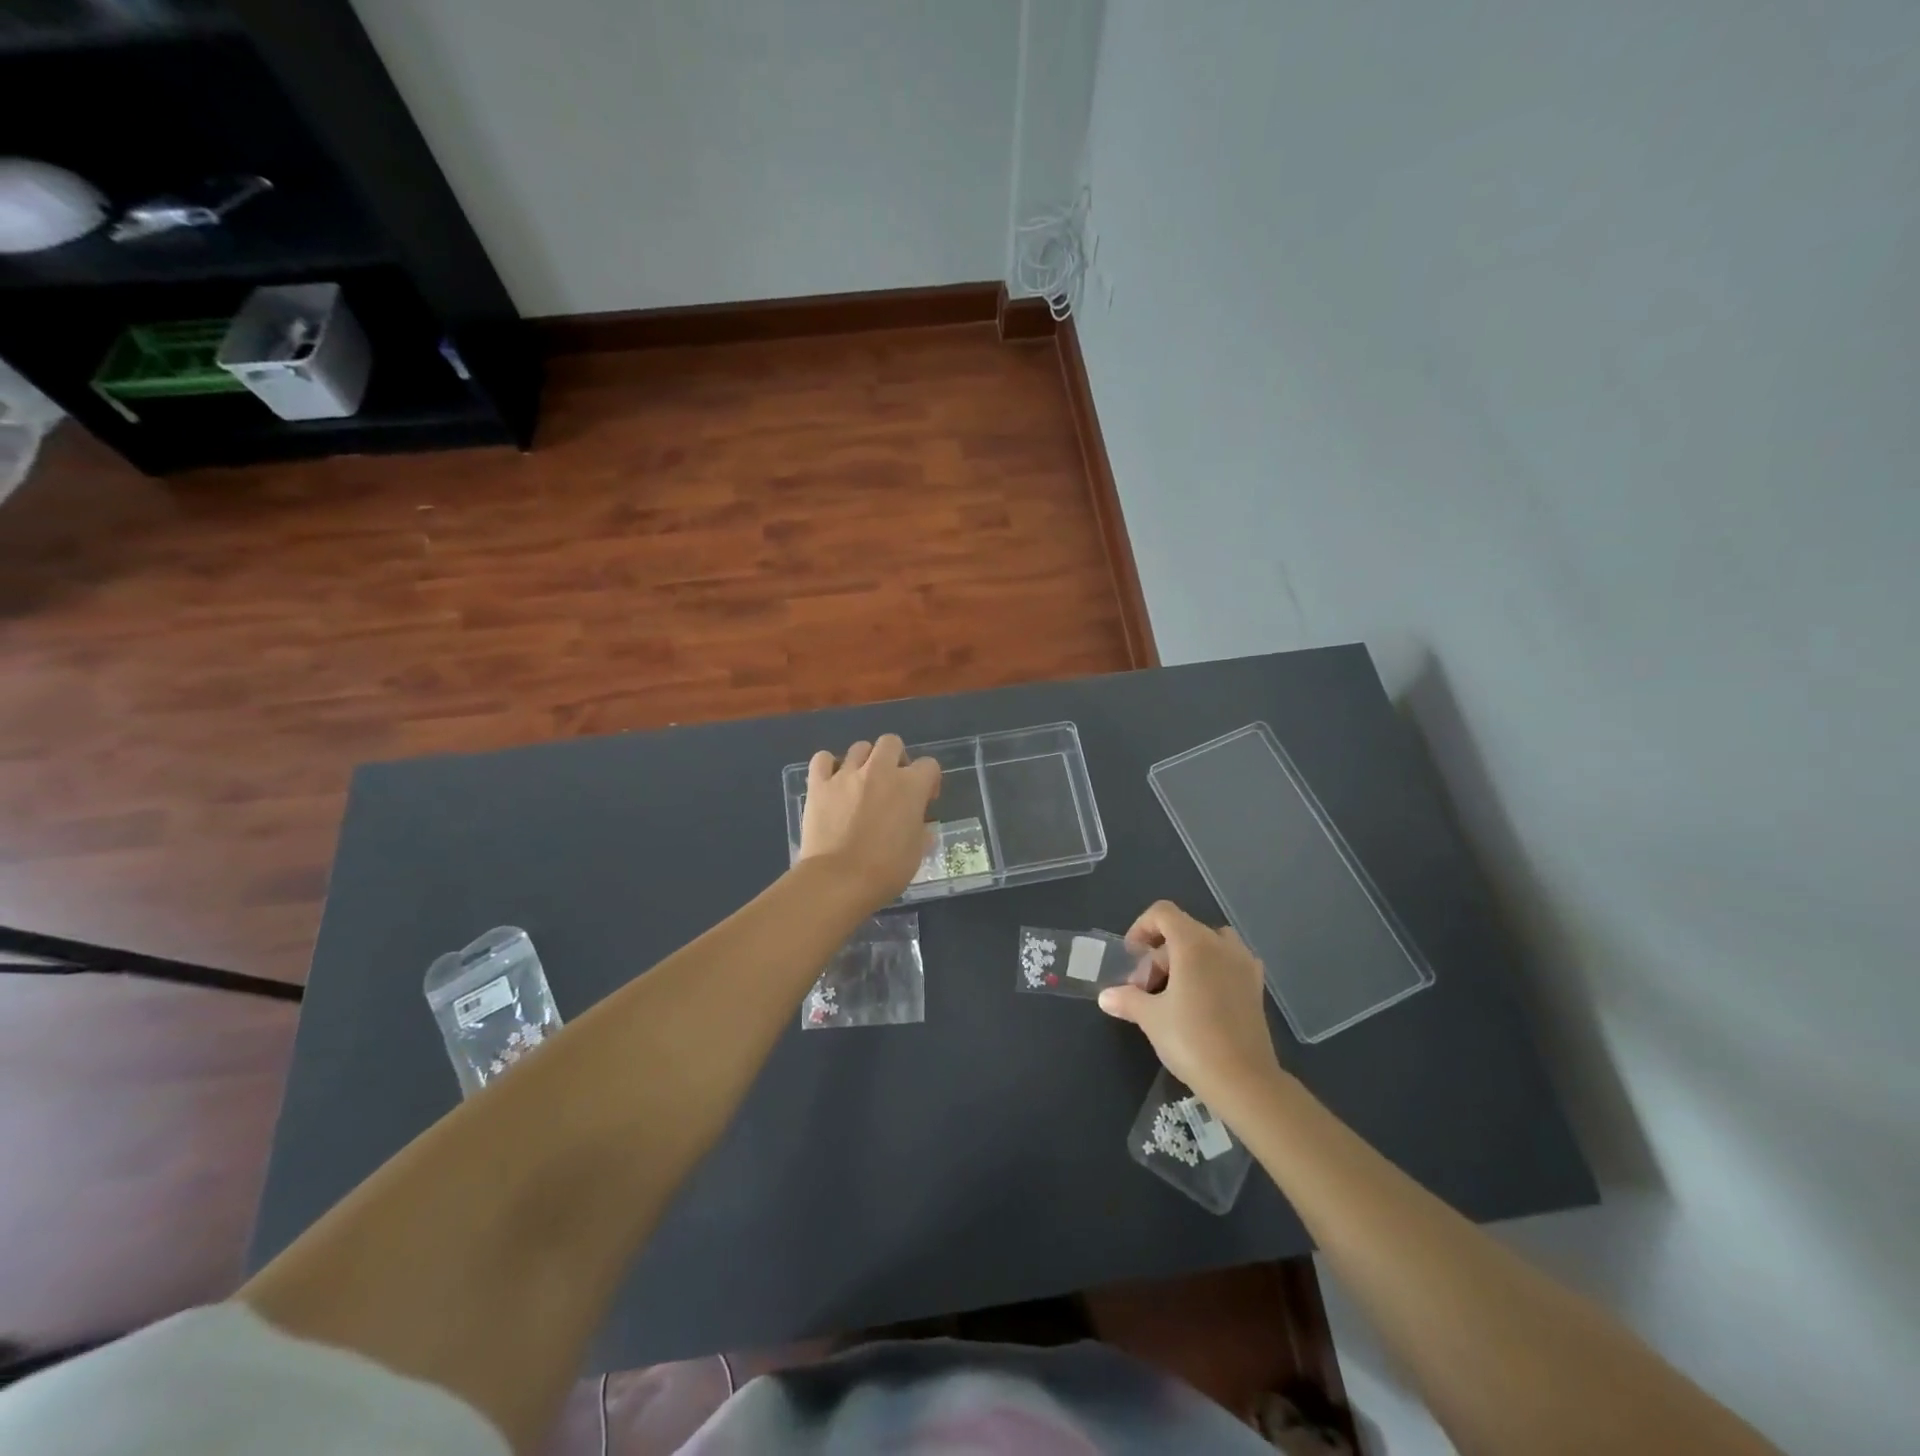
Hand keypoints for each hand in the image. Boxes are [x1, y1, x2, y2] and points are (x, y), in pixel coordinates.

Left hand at [796, 735, 941, 907]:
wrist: (839, 880)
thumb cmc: (886, 871)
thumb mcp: (916, 853)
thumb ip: (920, 830)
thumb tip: (921, 827)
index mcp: (910, 786)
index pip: (929, 765)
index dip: (929, 781)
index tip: (924, 800)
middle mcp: (880, 771)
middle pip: (891, 743)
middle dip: (895, 758)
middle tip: (892, 783)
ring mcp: (846, 774)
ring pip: (859, 748)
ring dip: (864, 761)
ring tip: (861, 783)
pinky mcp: (819, 785)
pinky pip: (822, 760)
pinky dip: (827, 766)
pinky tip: (831, 781)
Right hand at [1097, 901, 1282, 1106]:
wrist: (1244, 1081)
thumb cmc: (1192, 1040)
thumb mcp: (1151, 1018)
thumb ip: (1127, 999)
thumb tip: (1106, 996)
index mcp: (1194, 944)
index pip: (1163, 913)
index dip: (1141, 927)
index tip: (1131, 956)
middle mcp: (1221, 945)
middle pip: (1182, 931)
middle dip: (1158, 955)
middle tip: (1144, 989)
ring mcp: (1244, 964)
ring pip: (1208, 944)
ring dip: (1185, 958)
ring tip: (1172, 991)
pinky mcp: (1256, 986)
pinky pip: (1228, 961)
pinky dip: (1211, 969)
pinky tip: (1201, 998)